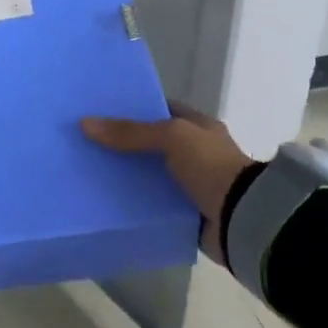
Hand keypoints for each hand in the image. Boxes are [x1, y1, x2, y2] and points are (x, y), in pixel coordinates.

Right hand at [81, 106, 254, 263]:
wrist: (242, 218)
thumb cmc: (211, 166)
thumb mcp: (172, 137)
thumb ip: (130, 131)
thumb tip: (85, 123)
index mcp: (199, 128)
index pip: (163, 111)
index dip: (135, 109)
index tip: (102, 112)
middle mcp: (196, 153)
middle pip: (152, 144)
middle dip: (124, 145)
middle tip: (88, 143)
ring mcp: (191, 185)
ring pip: (151, 176)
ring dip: (127, 177)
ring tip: (90, 173)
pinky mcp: (185, 214)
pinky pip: (153, 205)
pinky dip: (135, 205)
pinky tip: (107, 202)